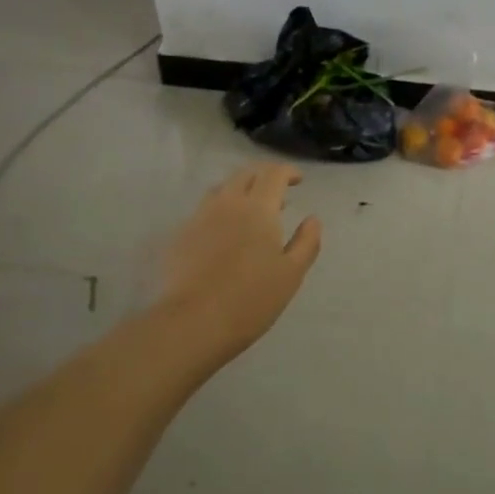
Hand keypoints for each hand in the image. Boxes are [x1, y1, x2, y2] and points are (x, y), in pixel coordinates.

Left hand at [156, 163, 322, 360]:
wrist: (193, 322)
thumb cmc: (251, 299)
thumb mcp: (291, 274)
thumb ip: (306, 242)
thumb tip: (313, 219)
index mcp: (258, 208)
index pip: (273, 174)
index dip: (288, 171)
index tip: (298, 180)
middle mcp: (228, 203)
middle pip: (245, 174)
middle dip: (263, 176)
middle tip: (277, 191)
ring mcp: (200, 217)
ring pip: (222, 189)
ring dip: (240, 190)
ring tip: (250, 209)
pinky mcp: (181, 235)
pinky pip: (204, 210)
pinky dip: (220, 210)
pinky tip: (224, 232)